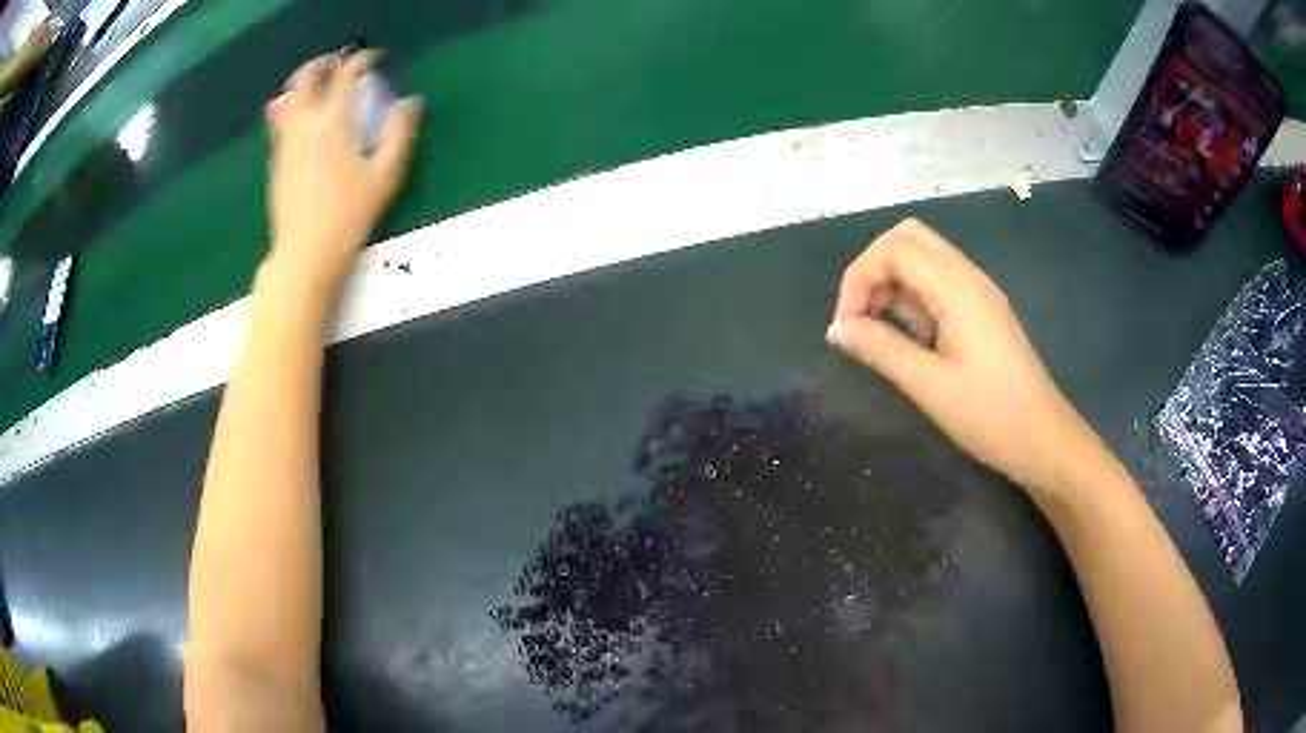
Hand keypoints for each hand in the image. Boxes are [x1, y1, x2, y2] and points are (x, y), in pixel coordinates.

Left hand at [265, 51, 422, 290]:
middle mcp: (305, 122)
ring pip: (288, 95)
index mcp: (335, 120)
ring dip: (305, 82)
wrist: (304, 255)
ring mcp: (286, 140)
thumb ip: (400, 132)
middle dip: (325, 63)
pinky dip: (292, 106)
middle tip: (341, 66)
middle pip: (307, 76)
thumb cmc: (349, 216)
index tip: (375, 60)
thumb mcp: (386, 175)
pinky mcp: (276, 159)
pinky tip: (304, 117)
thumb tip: (410, 102)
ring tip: (320, 86)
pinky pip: (279, 120)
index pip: (347, 73)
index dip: (363, 59)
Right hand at [826, 219, 1095, 491]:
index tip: (845, 325)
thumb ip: (880, 349)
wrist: (1043, 438)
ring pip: (922, 257)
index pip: (894, 248)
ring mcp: (977, 292)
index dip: (859, 277)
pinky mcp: (980, 311)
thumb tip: (837, 329)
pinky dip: (910, 296)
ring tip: (875, 329)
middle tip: (858, 315)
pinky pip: (937, 283)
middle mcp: (967, 276)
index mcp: (956, 287)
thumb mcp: (929, 386)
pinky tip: (904, 334)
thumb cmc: (990, 414)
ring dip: (890, 282)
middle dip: (872, 268)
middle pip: (908, 238)